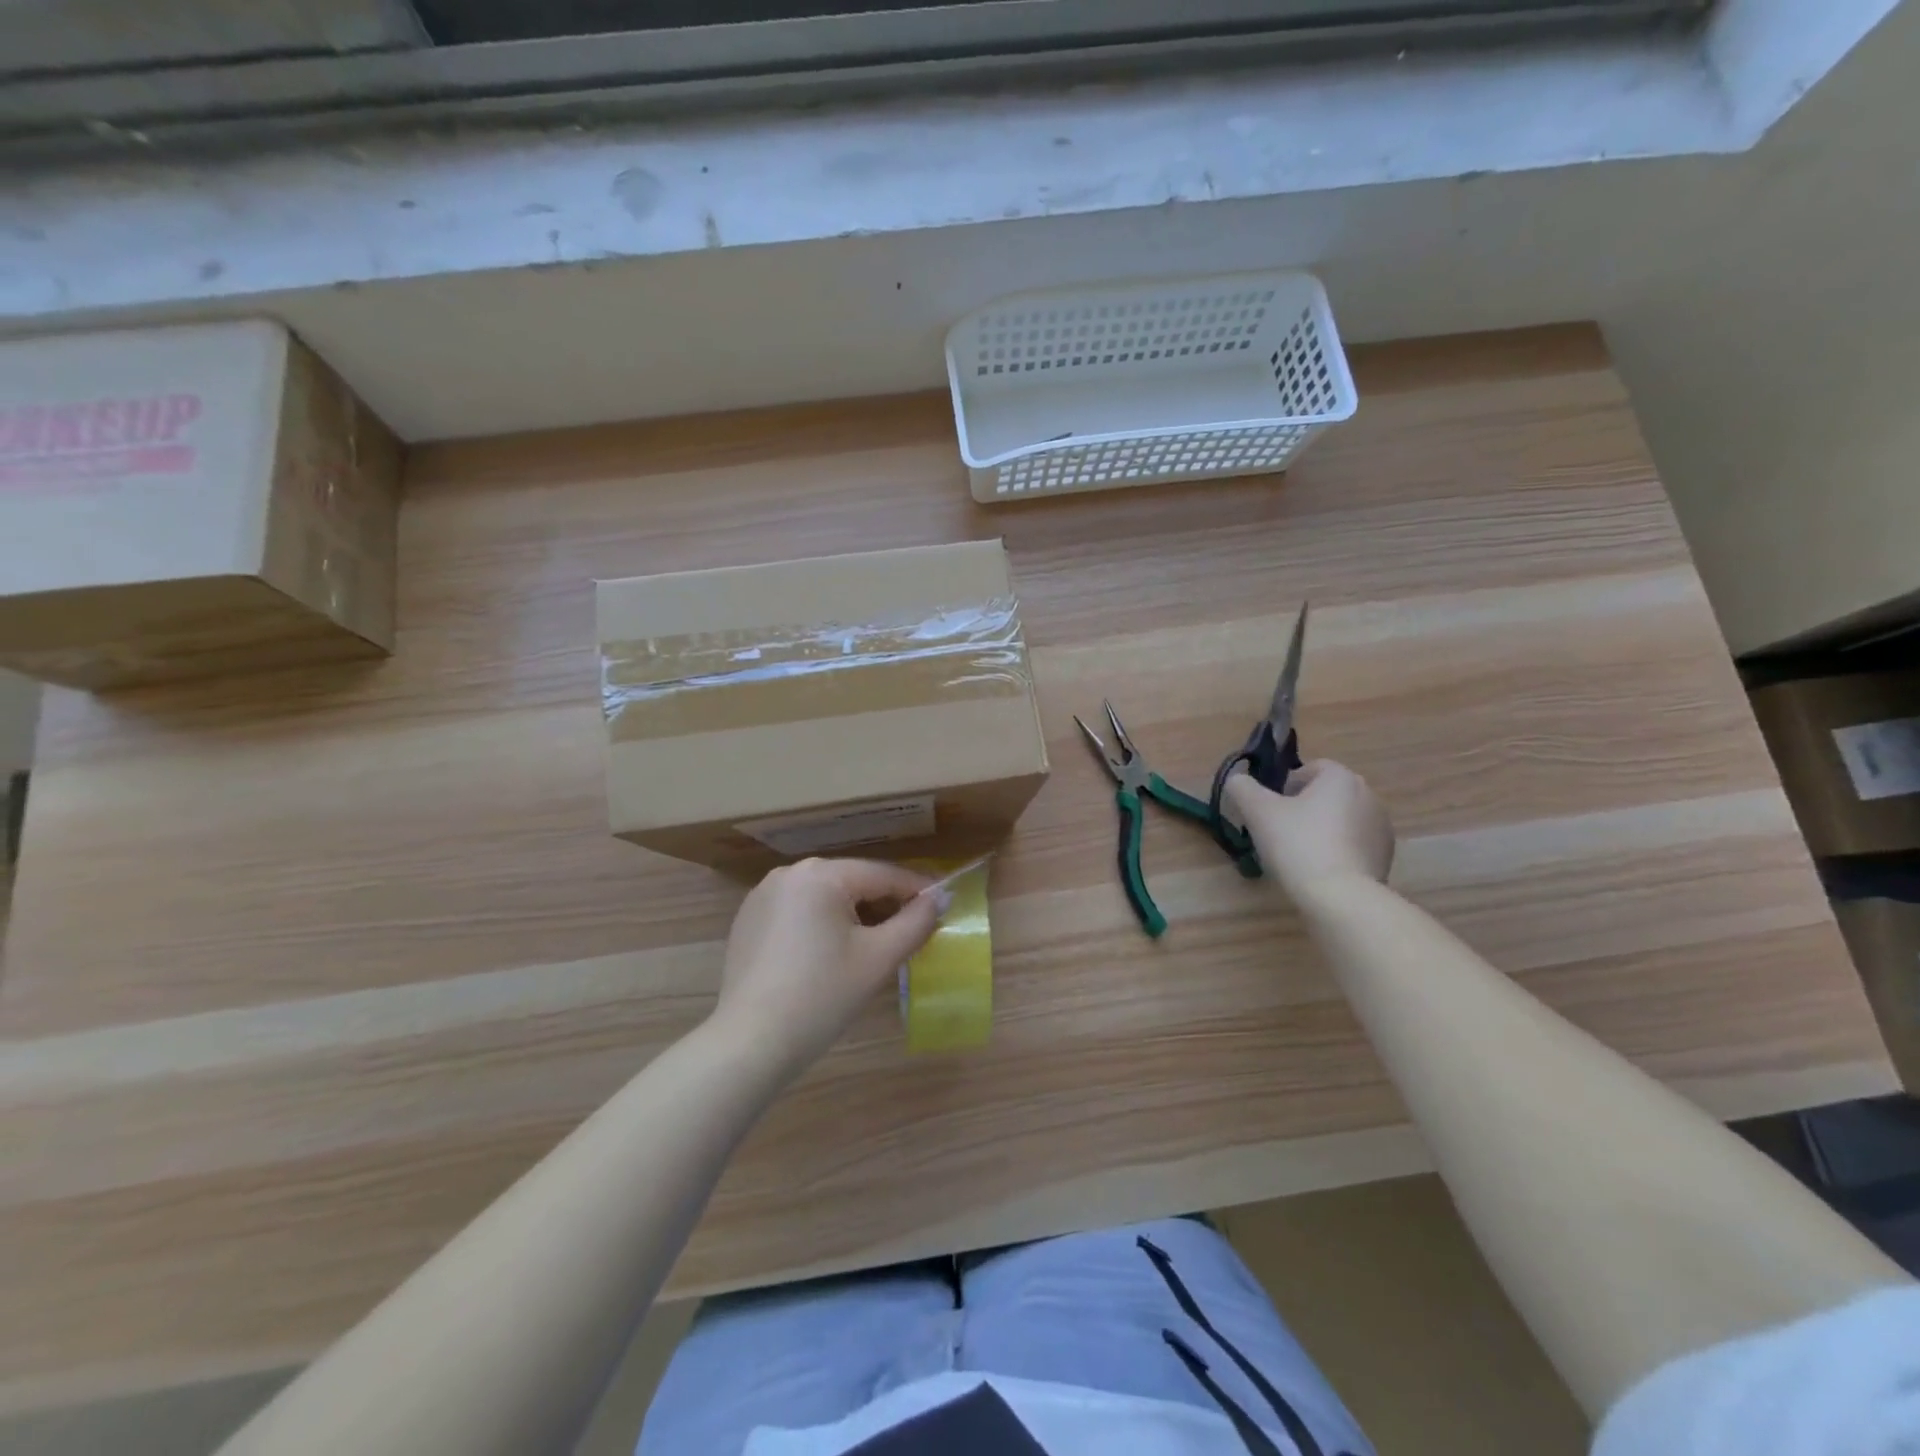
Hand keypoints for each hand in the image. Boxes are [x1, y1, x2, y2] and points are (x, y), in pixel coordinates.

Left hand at [711, 858, 947, 1077]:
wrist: (750, 1044)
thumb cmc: (822, 997)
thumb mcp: (879, 958)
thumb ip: (916, 922)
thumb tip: (940, 897)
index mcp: (821, 874)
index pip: (883, 875)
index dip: (917, 890)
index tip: (944, 903)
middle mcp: (789, 873)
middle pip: (853, 882)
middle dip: (885, 904)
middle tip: (913, 930)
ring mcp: (764, 895)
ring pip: (826, 896)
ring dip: (855, 915)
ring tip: (878, 944)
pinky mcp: (749, 920)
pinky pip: (800, 911)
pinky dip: (823, 924)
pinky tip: (832, 955)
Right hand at [1225, 759, 1394, 903]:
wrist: (1339, 896)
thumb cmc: (1297, 843)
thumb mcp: (1257, 811)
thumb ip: (1242, 788)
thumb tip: (1238, 780)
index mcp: (1341, 778)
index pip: (1312, 768)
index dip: (1287, 784)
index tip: (1272, 808)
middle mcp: (1368, 795)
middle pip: (1328, 794)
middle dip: (1305, 807)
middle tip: (1281, 831)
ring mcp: (1381, 828)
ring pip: (1342, 819)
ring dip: (1323, 829)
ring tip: (1300, 854)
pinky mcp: (1386, 857)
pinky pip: (1355, 844)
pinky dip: (1338, 851)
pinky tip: (1320, 870)